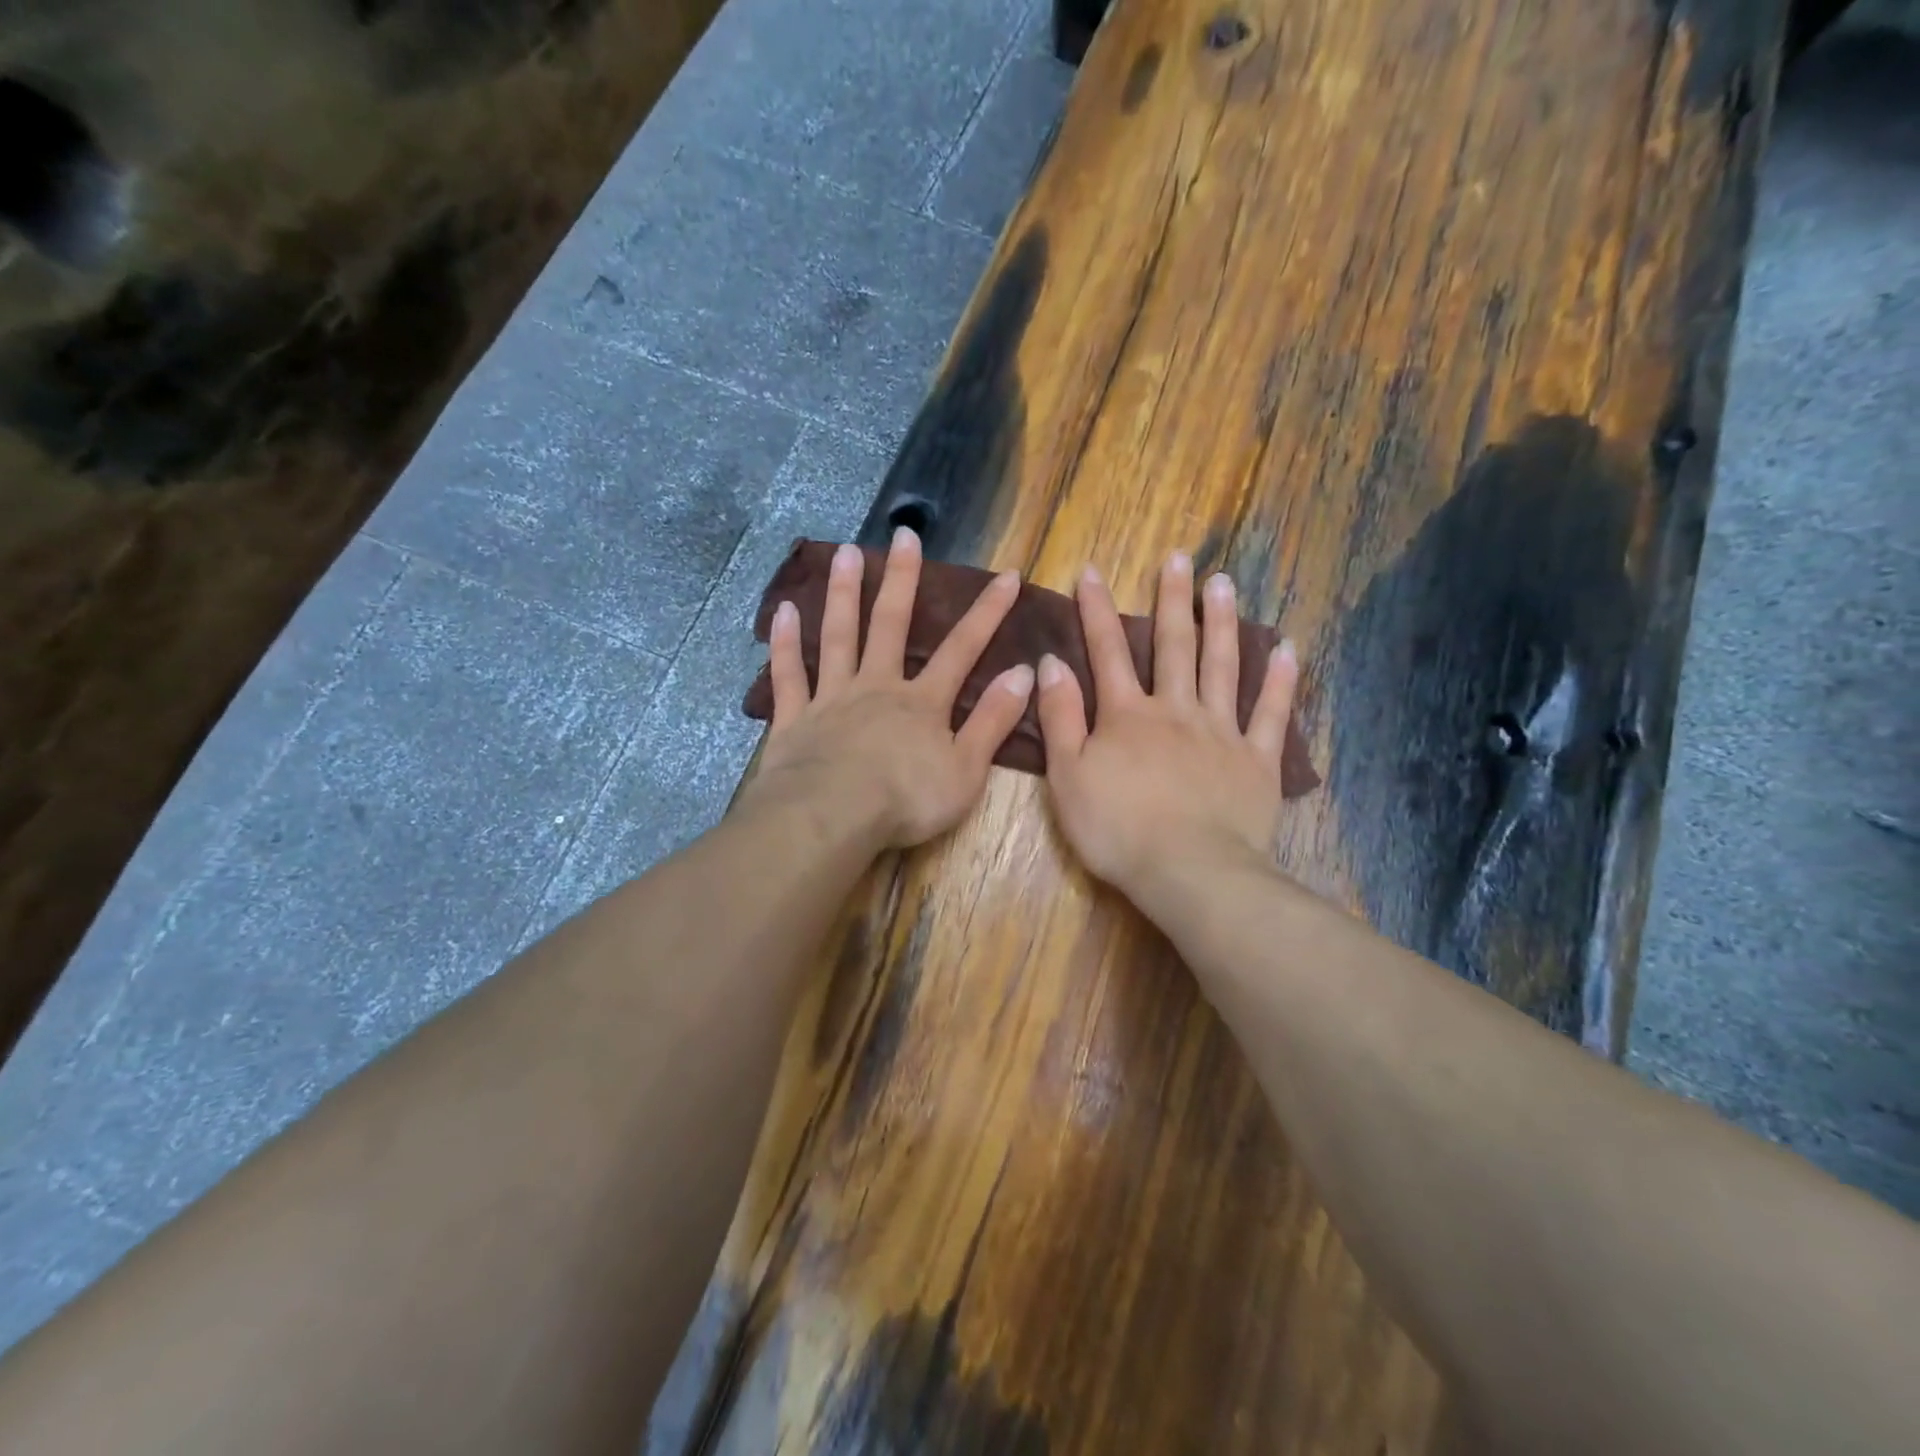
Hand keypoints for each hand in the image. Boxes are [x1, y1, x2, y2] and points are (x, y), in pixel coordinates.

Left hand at [746, 530, 1034, 848]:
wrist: (831, 818)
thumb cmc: (905, 801)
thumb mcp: (966, 769)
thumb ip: (993, 721)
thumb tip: (1024, 673)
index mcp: (922, 702)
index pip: (962, 649)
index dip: (988, 612)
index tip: (1007, 575)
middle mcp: (877, 687)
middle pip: (890, 624)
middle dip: (901, 579)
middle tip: (904, 535)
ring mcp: (832, 698)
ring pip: (838, 636)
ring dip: (842, 593)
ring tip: (844, 552)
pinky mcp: (794, 718)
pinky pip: (789, 674)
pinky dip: (785, 643)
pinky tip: (783, 611)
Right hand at [1036, 552, 1298, 908]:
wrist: (1188, 871)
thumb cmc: (1117, 829)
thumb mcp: (1067, 776)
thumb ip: (1060, 718)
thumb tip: (1051, 664)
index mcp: (1127, 716)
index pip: (1108, 652)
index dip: (1096, 611)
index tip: (1091, 572)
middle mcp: (1176, 710)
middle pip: (1174, 646)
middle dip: (1173, 599)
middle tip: (1180, 557)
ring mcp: (1222, 732)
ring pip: (1223, 666)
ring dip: (1222, 622)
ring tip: (1224, 583)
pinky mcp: (1257, 761)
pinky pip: (1271, 714)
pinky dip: (1279, 681)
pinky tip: (1286, 649)